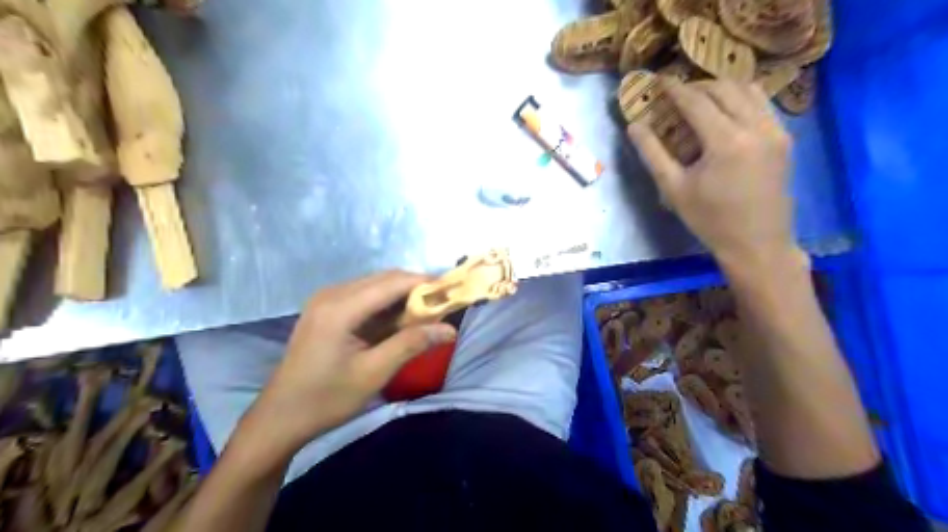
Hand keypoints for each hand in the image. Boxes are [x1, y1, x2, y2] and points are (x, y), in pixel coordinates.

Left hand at [244, 274, 457, 451]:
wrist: (280, 417)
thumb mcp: (374, 373)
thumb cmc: (326, 399)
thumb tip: (450, 329)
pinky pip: (364, 296)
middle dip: (416, 288)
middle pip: (384, 279)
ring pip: (375, 285)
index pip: (393, 282)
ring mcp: (326, 299)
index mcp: (341, 307)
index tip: (452, 291)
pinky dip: (386, 304)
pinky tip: (399, 320)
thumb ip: (412, 344)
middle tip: (443, 306)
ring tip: (426, 314)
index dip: (425, 283)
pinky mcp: (326, 309)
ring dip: (402, 296)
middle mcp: (332, 294)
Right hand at [628, 77, 797, 269]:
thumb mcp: (674, 189)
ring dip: (722, 88)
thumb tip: (634, 126)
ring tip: (701, 99)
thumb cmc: (709, 219)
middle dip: (698, 85)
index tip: (660, 80)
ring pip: (749, 90)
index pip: (697, 102)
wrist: (757, 243)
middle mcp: (756, 127)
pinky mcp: (784, 139)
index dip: (675, 89)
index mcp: (726, 141)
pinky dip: (741, 99)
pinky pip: (763, 105)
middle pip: (725, 88)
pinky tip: (726, 114)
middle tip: (677, 93)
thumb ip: (652, 153)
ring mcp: (776, 131)